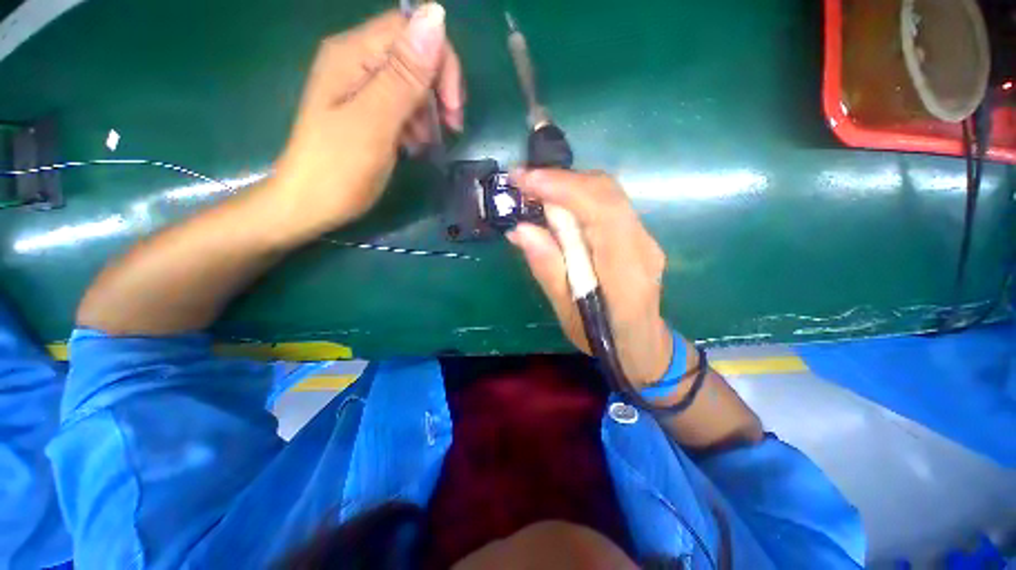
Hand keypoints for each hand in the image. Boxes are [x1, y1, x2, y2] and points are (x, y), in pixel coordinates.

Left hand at [269, 4, 463, 238]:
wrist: (310, 204)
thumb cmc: (339, 168)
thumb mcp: (375, 122)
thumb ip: (404, 74)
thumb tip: (438, 15)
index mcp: (353, 54)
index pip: (411, 30)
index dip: (441, 62)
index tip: (452, 108)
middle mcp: (356, 61)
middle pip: (413, 55)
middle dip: (438, 89)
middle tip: (450, 128)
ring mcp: (360, 86)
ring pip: (411, 82)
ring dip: (429, 110)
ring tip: (424, 144)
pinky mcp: (366, 110)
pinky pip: (402, 103)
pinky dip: (416, 122)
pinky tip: (413, 145)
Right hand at [507, 170, 671, 386]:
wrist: (644, 345)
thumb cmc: (602, 338)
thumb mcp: (567, 313)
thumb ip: (548, 269)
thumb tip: (521, 229)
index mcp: (625, 273)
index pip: (601, 213)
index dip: (563, 189)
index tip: (524, 180)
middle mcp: (642, 246)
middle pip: (607, 193)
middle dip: (561, 180)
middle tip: (522, 182)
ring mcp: (645, 238)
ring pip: (608, 193)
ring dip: (568, 185)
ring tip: (533, 189)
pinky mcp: (638, 236)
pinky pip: (608, 204)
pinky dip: (578, 196)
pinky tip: (556, 205)